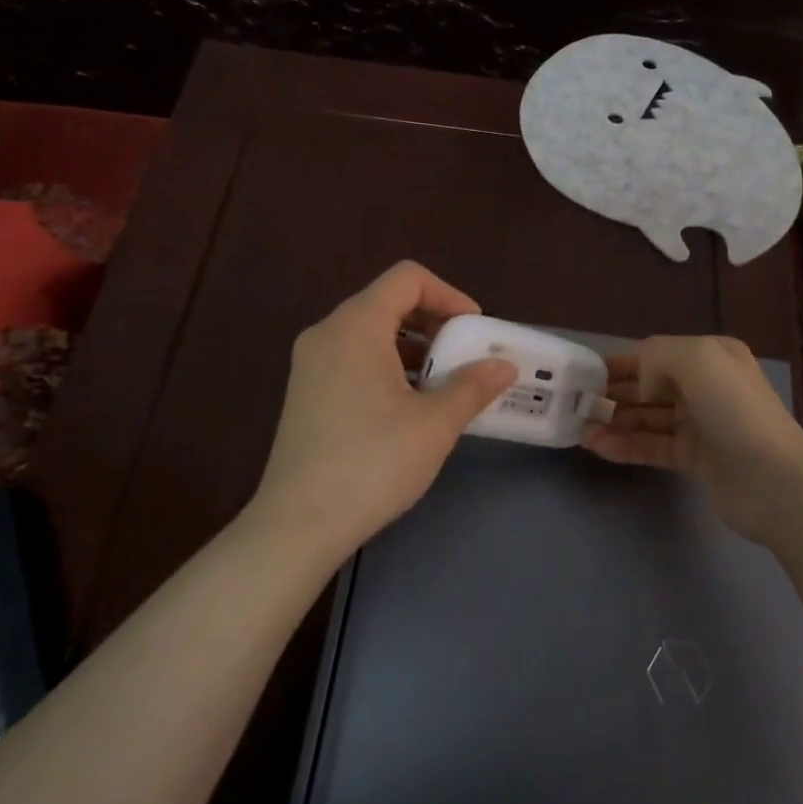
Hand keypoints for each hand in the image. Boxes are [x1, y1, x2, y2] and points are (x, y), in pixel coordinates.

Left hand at [252, 261, 515, 561]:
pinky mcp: (306, 391)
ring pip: (371, 332)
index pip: (408, 278)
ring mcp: (311, 363)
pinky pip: (354, 357)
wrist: (298, 525)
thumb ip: (473, 386)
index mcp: (356, 326)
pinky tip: (409, 406)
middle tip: (465, 355)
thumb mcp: (435, 424)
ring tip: (443, 383)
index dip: (449, 294)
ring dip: (413, 346)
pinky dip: (388, 365)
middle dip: (434, 321)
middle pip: (388, 301)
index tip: (474, 330)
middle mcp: (327, 333)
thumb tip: (504, 366)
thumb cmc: (372, 463)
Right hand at [581, 335, 802, 546]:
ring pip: (647, 418)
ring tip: (579, 428)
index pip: (654, 354)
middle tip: (573, 404)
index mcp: (710, 356)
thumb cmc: (735, 411)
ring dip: (613, 421)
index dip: (619, 363)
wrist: (775, 482)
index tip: (582, 373)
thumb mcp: (697, 360)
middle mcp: (705, 386)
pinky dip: (625, 446)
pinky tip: (597, 448)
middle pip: (648, 386)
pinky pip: (652, 446)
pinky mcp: (694, 459)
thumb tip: (638, 381)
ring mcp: (700, 424)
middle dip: (612, 392)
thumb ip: (657, 355)